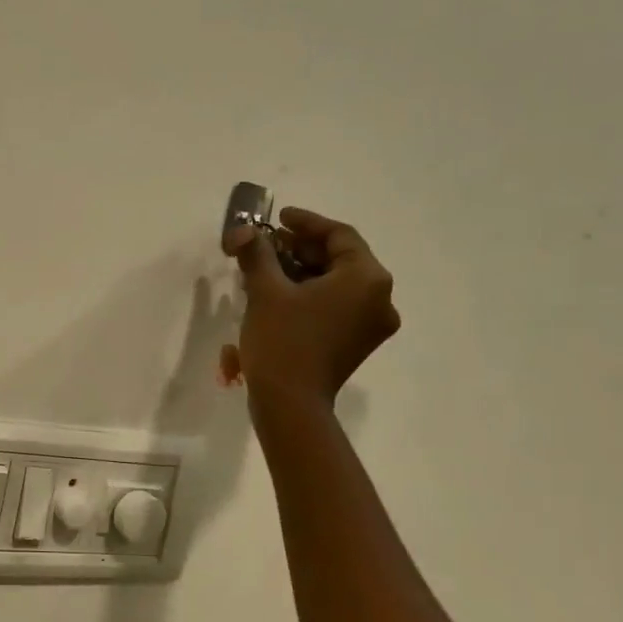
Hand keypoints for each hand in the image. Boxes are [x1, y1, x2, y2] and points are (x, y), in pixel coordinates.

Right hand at [220, 207, 399, 417]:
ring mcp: (371, 324)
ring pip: (336, 283)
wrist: (290, 403)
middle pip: (340, 258)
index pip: (339, 235)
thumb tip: (242, 231)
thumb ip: (256, 253)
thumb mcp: (265, 290)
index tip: (276, 218)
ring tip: (265, 268)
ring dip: (302, 271)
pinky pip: (336, 305)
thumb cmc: (282, 340)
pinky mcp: (357, 342)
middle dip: (300, 248)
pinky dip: (310, 294)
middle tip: (265, 244)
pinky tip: (279, 294)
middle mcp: (380, 298)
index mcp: (367, 279)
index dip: (305, 222)